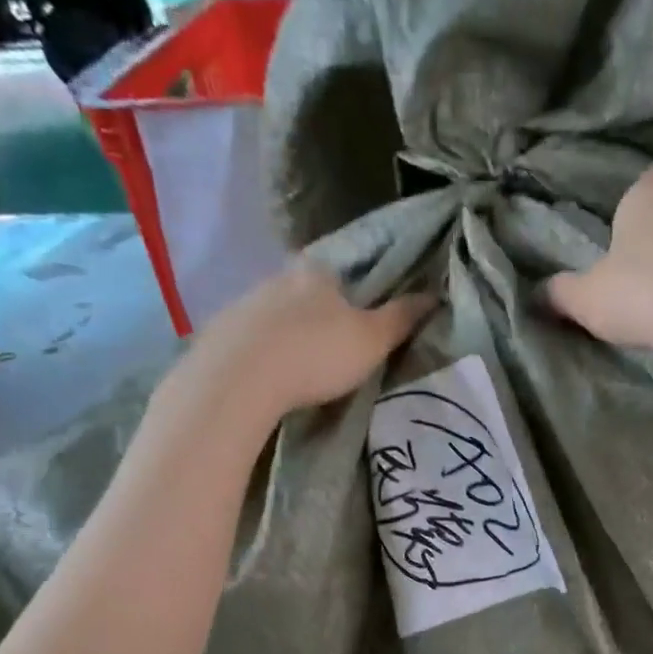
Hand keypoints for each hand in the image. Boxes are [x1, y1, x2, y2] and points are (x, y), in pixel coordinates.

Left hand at [181, 265, 431, 428]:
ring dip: (287, 334)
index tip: (360, 321)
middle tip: (332, 349)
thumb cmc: (317, 354)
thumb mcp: (373, 340)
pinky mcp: (218, 333)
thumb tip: (434, 294)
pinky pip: (248, 339)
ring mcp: (243, 304)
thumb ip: (402, 318)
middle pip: (305, 293)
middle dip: (318, 315)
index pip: (341, 273)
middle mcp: (277, 278)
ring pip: (274, 315)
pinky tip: (266, 377)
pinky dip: (260, 353)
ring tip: (299, 368)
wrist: (239, 380)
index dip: (354, 295)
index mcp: (317, 272)